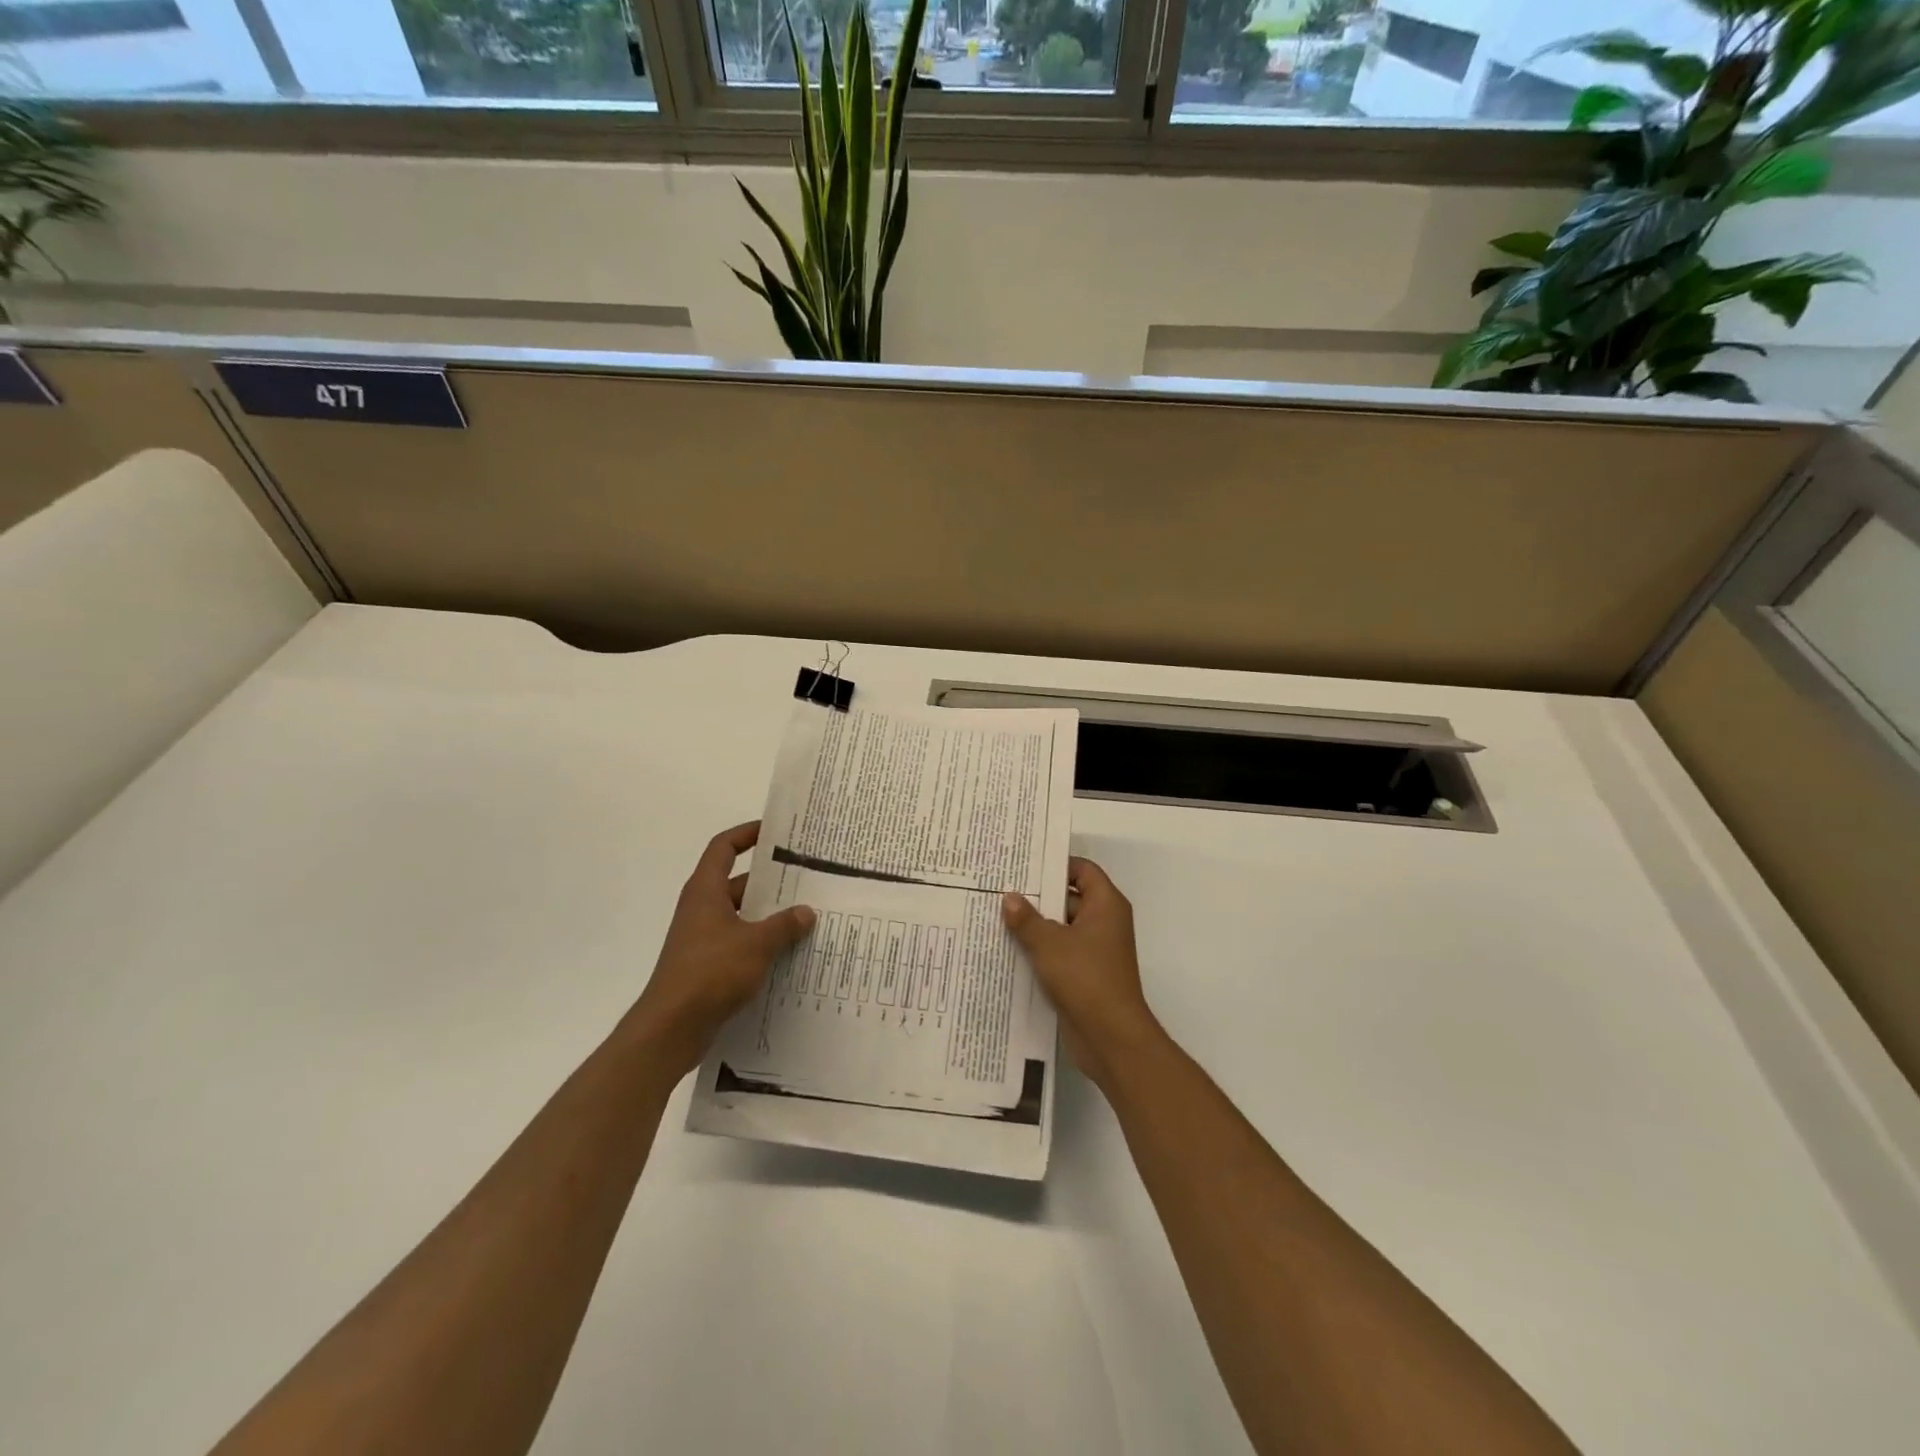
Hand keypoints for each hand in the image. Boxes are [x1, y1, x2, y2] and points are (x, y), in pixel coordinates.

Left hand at [628, 821, 815, 1075]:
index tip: (774, 831)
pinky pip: (740, 943)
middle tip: (806, 877)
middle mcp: (702, 909)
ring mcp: (703, 938)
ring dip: (770, 916)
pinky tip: (790, 953)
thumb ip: (784, 925)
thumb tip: (806, 912)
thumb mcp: (756, 944)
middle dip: (771, 880)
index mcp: (706, 891)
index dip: (746, 834)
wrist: (671, 1028)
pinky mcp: (707, 966)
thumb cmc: (710, 973)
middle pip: (738, 882)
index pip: (723, 848)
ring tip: (807, 915)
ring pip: (742, 916)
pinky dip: (762, 943)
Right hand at [1003, 857, 1162, 1088]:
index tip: (1023, 863)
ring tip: (996, 916)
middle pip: (1069, 897)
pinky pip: (1060, 952)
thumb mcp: (1049, 944)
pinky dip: (1039, 950)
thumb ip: (1027, 919)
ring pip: (1061, 927)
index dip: (1055, 863)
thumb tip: (1009, 897)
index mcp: (1106, 905)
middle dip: (1038, 895)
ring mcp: (1095, 950)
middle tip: (1001, 887)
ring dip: (1035, 925)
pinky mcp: (1085, 974)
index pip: (1082, 869)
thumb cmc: (1085, 978)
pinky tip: (1008, 949)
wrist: (1111, 1038)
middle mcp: (1104, 922)